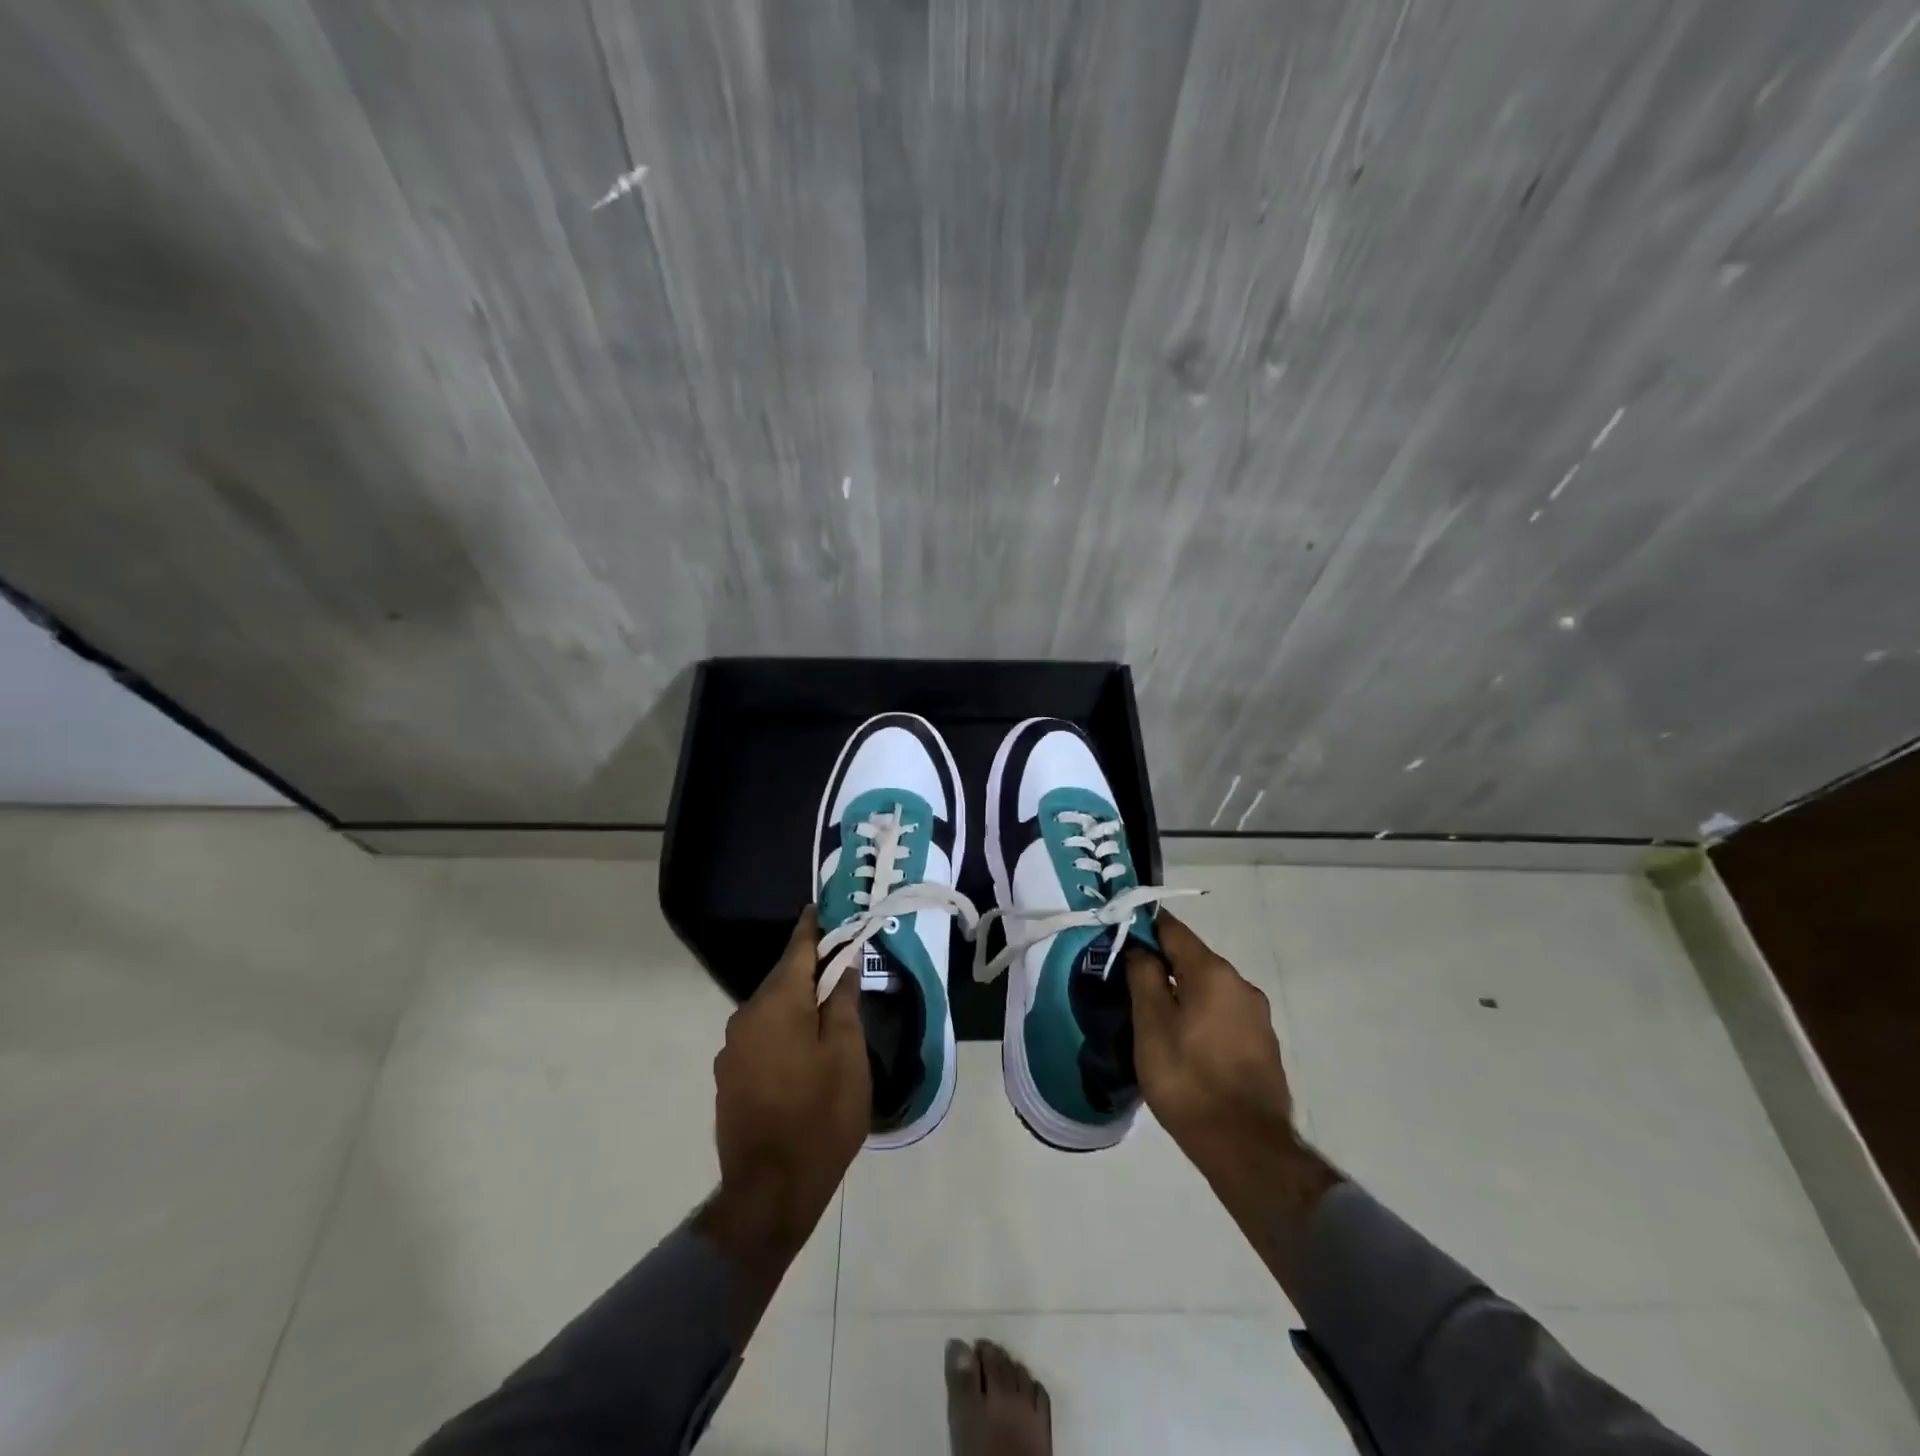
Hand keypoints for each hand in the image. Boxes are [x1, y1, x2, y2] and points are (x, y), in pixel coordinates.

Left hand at [703, 909, 870, 1280]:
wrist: (770, 1192)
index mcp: (777, 1003)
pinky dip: (784, 1029)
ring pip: (772, 1009)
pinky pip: (762, 1035)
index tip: (826, 907)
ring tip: (830, 1007)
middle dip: (812, 968)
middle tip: (844, 961)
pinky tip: (805, 1048)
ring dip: (798, 1002)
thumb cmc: (820, 1115)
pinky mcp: (729, 1077)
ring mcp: (732, 1049)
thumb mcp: (847, 1054)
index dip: (815, 927)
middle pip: (784, 979)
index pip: (798, 948)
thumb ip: (843, 1002)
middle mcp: (745, 1017)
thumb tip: (843, 963)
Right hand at [1126, 911, 1294, 1169]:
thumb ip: (1143, 976)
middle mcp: (1241, 984)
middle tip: (1129, 983)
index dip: (1144, 926)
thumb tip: (1140, 947)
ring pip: (1209, 989)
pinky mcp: (1263, 1045)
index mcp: (1213, 972)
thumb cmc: (1188, 1079)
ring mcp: (1257, 1016)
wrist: (1246, 1147)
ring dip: (1182, 994)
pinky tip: (1185, 1043)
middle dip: (1162, 965)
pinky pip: (1223, 1015)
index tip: (1120, 932)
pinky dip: (1201, 1017)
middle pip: (1193, 959)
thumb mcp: (1151, 1025)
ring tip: (1154, 1018)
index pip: (1173, 930)